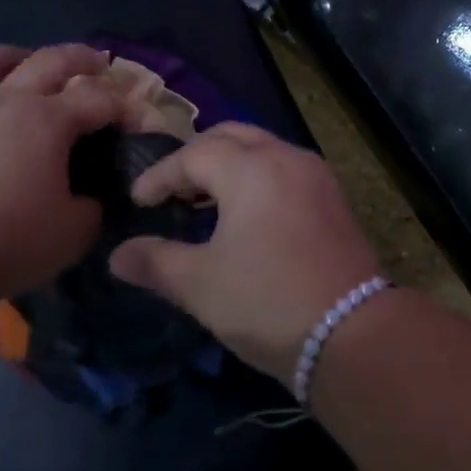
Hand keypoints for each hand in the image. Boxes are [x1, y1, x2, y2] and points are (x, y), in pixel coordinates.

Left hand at [0, 45, 120, 302]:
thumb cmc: (5, 239)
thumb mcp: (71, 234)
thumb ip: (90, 211)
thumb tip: (89, 200)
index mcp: (49, 120)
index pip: (97, 99)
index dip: (122, 105)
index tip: (136, 118)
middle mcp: (8, 101)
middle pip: (49, 60)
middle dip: (80, 57)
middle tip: (97, 62)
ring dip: (14, 56)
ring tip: (25, 64)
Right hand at [108, 123, 381, 383]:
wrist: (353, 334)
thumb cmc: (267, 302)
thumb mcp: (201, 285)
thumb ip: (155, 262)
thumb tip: (117, 255)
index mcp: (249, 167)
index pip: (192, 155)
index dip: (159, 176)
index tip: (138, 200)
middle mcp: (283, 155)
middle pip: (229, 136)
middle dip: (195, 157)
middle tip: (171, 189)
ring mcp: (313, 172)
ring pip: (260, 147)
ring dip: (228, 164)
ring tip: (203, 199)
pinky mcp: (331, 195)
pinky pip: (283, 166)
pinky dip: (256, 175)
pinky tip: (245, 212)